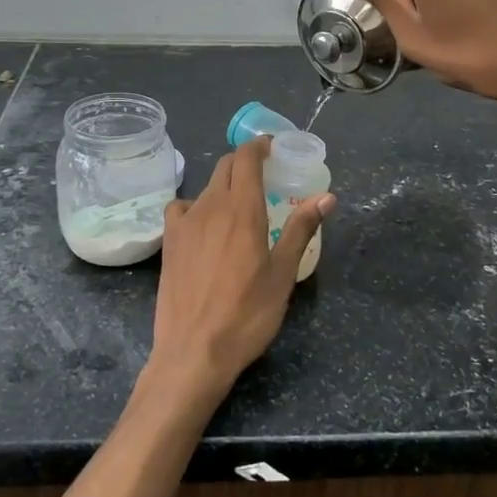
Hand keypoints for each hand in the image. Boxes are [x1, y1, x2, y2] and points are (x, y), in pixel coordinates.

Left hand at [149, 137, 334, 403]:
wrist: (193, 351)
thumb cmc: (247, 314)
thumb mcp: (282, 274)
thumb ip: (301, 229)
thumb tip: (326, 197)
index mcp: (242, 209)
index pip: (246, 158)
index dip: (259, 146)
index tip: (273, 147)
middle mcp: (210, 206)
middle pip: (225, 166)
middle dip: (244, 162)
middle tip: (265, 175)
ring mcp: (185, 223)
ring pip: (206, 187)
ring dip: (224, 185)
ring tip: (240, 205)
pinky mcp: (169, 242)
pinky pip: (182, 208)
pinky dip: (197, 206)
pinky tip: (205, 226)